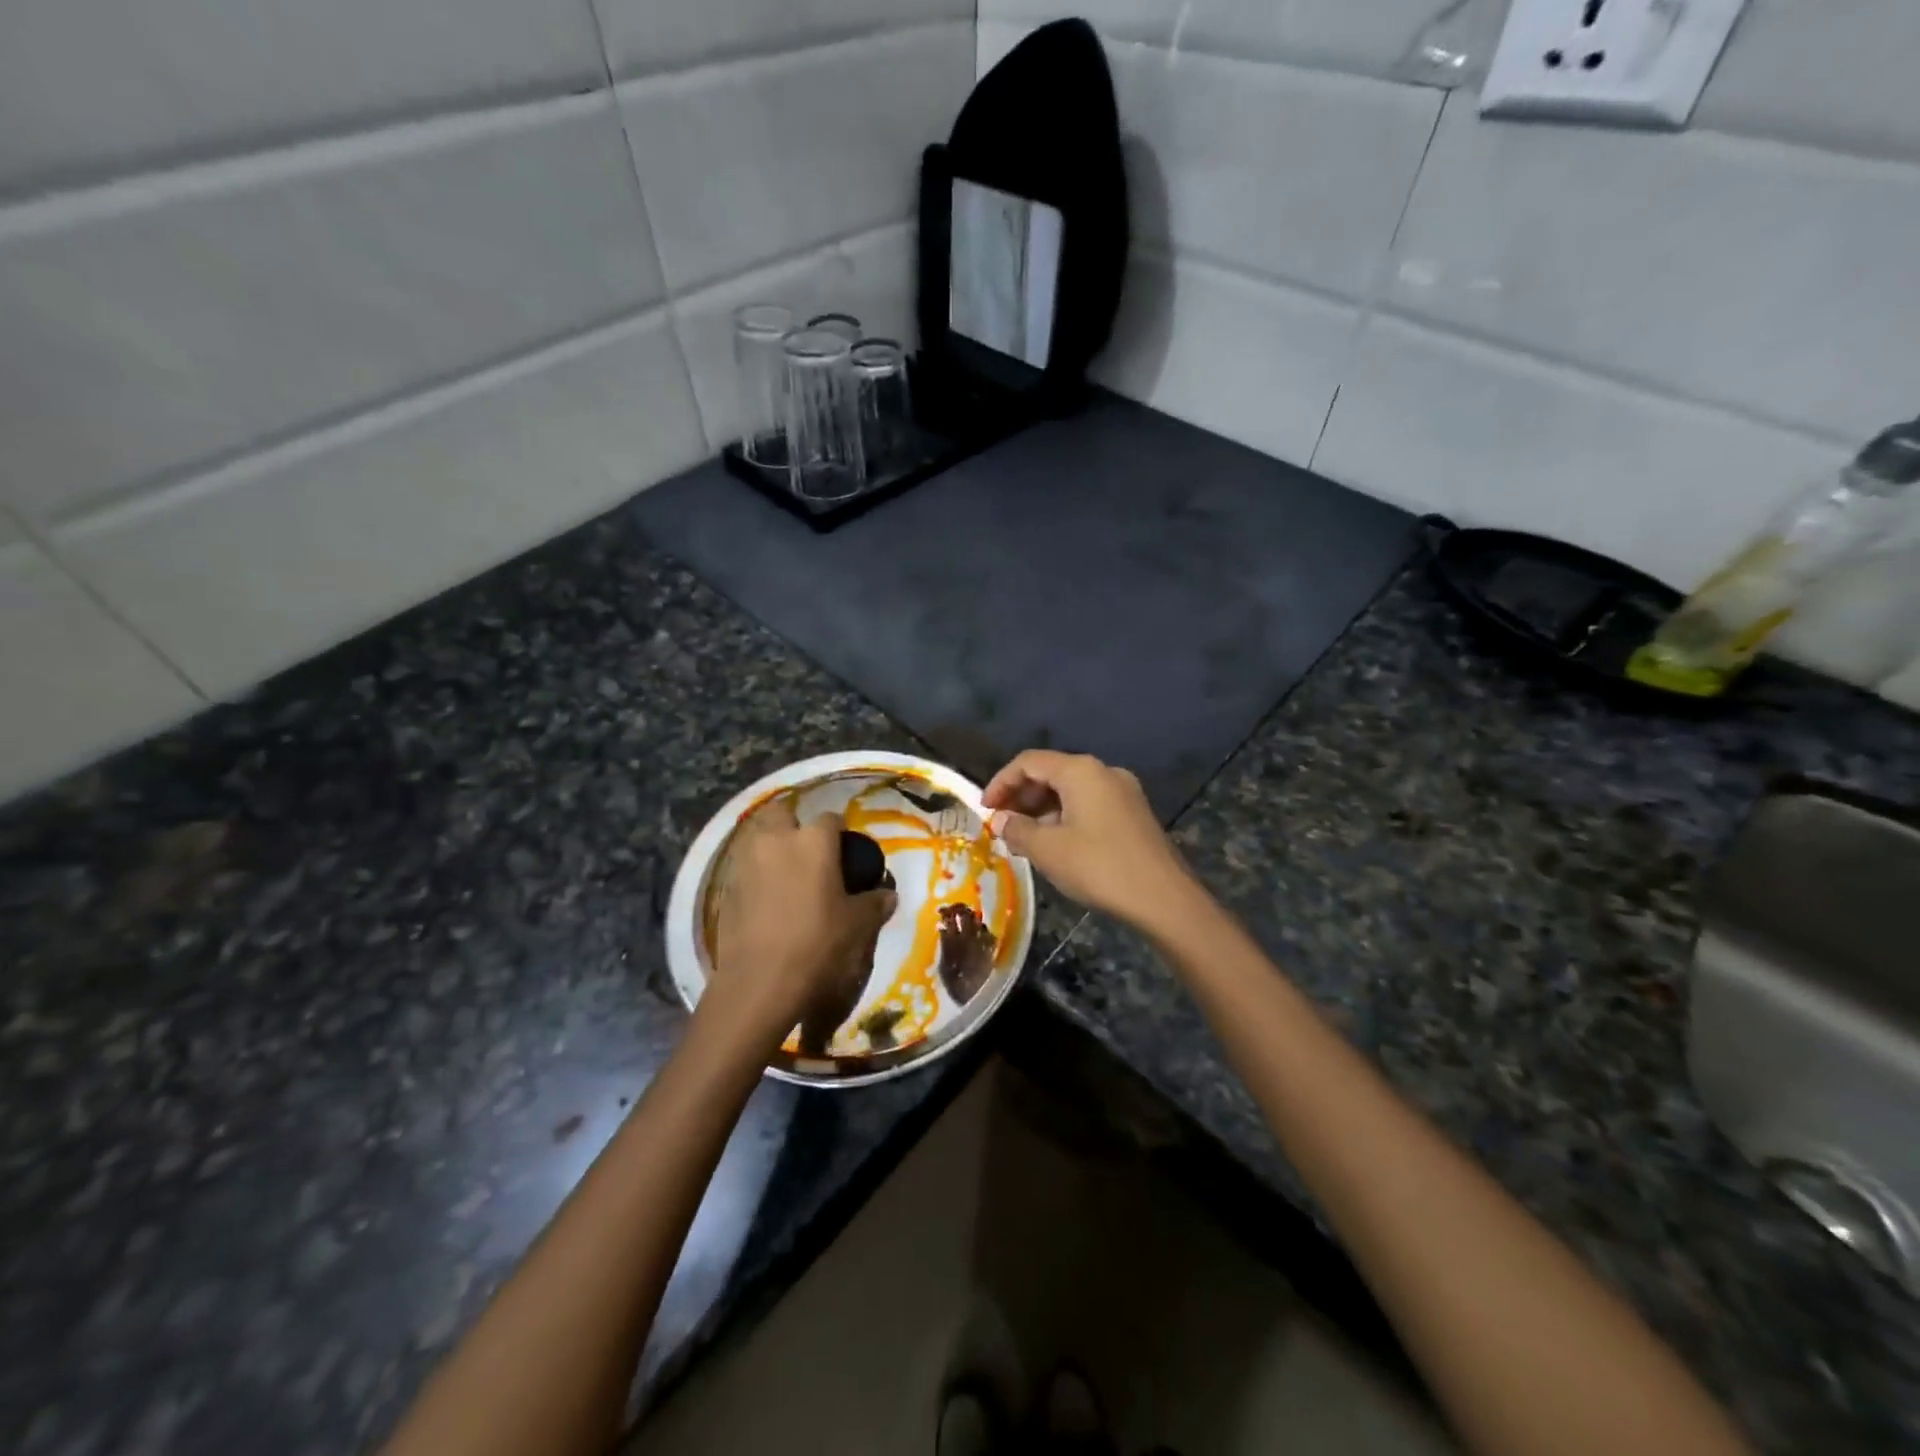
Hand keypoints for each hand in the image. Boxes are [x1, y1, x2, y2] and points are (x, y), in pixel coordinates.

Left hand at [707, 798, 896, 1054]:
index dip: (839, 832)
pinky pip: (744, 868)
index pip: (831, 819)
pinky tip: (767, 898)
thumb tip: (888, 895)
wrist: (760, 983)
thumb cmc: (818, 945)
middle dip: (794, 824)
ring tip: (787, 874)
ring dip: (771, 847)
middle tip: (809, 852)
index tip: (845, 851)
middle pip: (782, 812)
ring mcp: (745, 862)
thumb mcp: (857, 926)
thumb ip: (874, 904)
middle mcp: (776, 841)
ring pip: (758, 837)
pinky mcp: (725, 888)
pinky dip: (755, 874)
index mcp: (813, 841)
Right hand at [982, 751, 1196, 931]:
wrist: (1163, 898)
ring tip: (1024, 839)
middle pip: (1051, 772)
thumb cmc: (1099, 866)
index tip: (984, 810)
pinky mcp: (1134, 813)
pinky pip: (1089, 804)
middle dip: (1021, 797)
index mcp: (1080, 771)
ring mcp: (1123, 792)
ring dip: (1042, 810)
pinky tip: (1056, 845)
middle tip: (1002, 825)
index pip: (1029, 762)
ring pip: (1071, 791)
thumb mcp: (1047, 850)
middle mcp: (1103, 771)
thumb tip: (1000, 820)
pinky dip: (1065, 817)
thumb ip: (1017, 829)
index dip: (1001, 782)